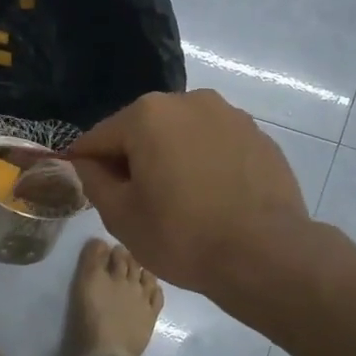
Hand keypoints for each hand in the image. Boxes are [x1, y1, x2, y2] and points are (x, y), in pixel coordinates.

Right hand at [68, 90, 316, 296]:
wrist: (267, 255)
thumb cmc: (182, 235)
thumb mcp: (120, 215)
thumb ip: (93, 179)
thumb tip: (88, 161)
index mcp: (148, 114)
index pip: (100, 137)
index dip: (89, 165)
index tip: (92, 192)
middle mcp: (189, 101)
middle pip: (142, 130)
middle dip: (134, 160)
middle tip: (139, 203)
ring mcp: (229, 115)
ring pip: (181, 135)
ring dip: (171, 159)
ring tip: (180, 201)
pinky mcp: (258, 136)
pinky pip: (215, 145)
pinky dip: (205, 164)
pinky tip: (212, 198)